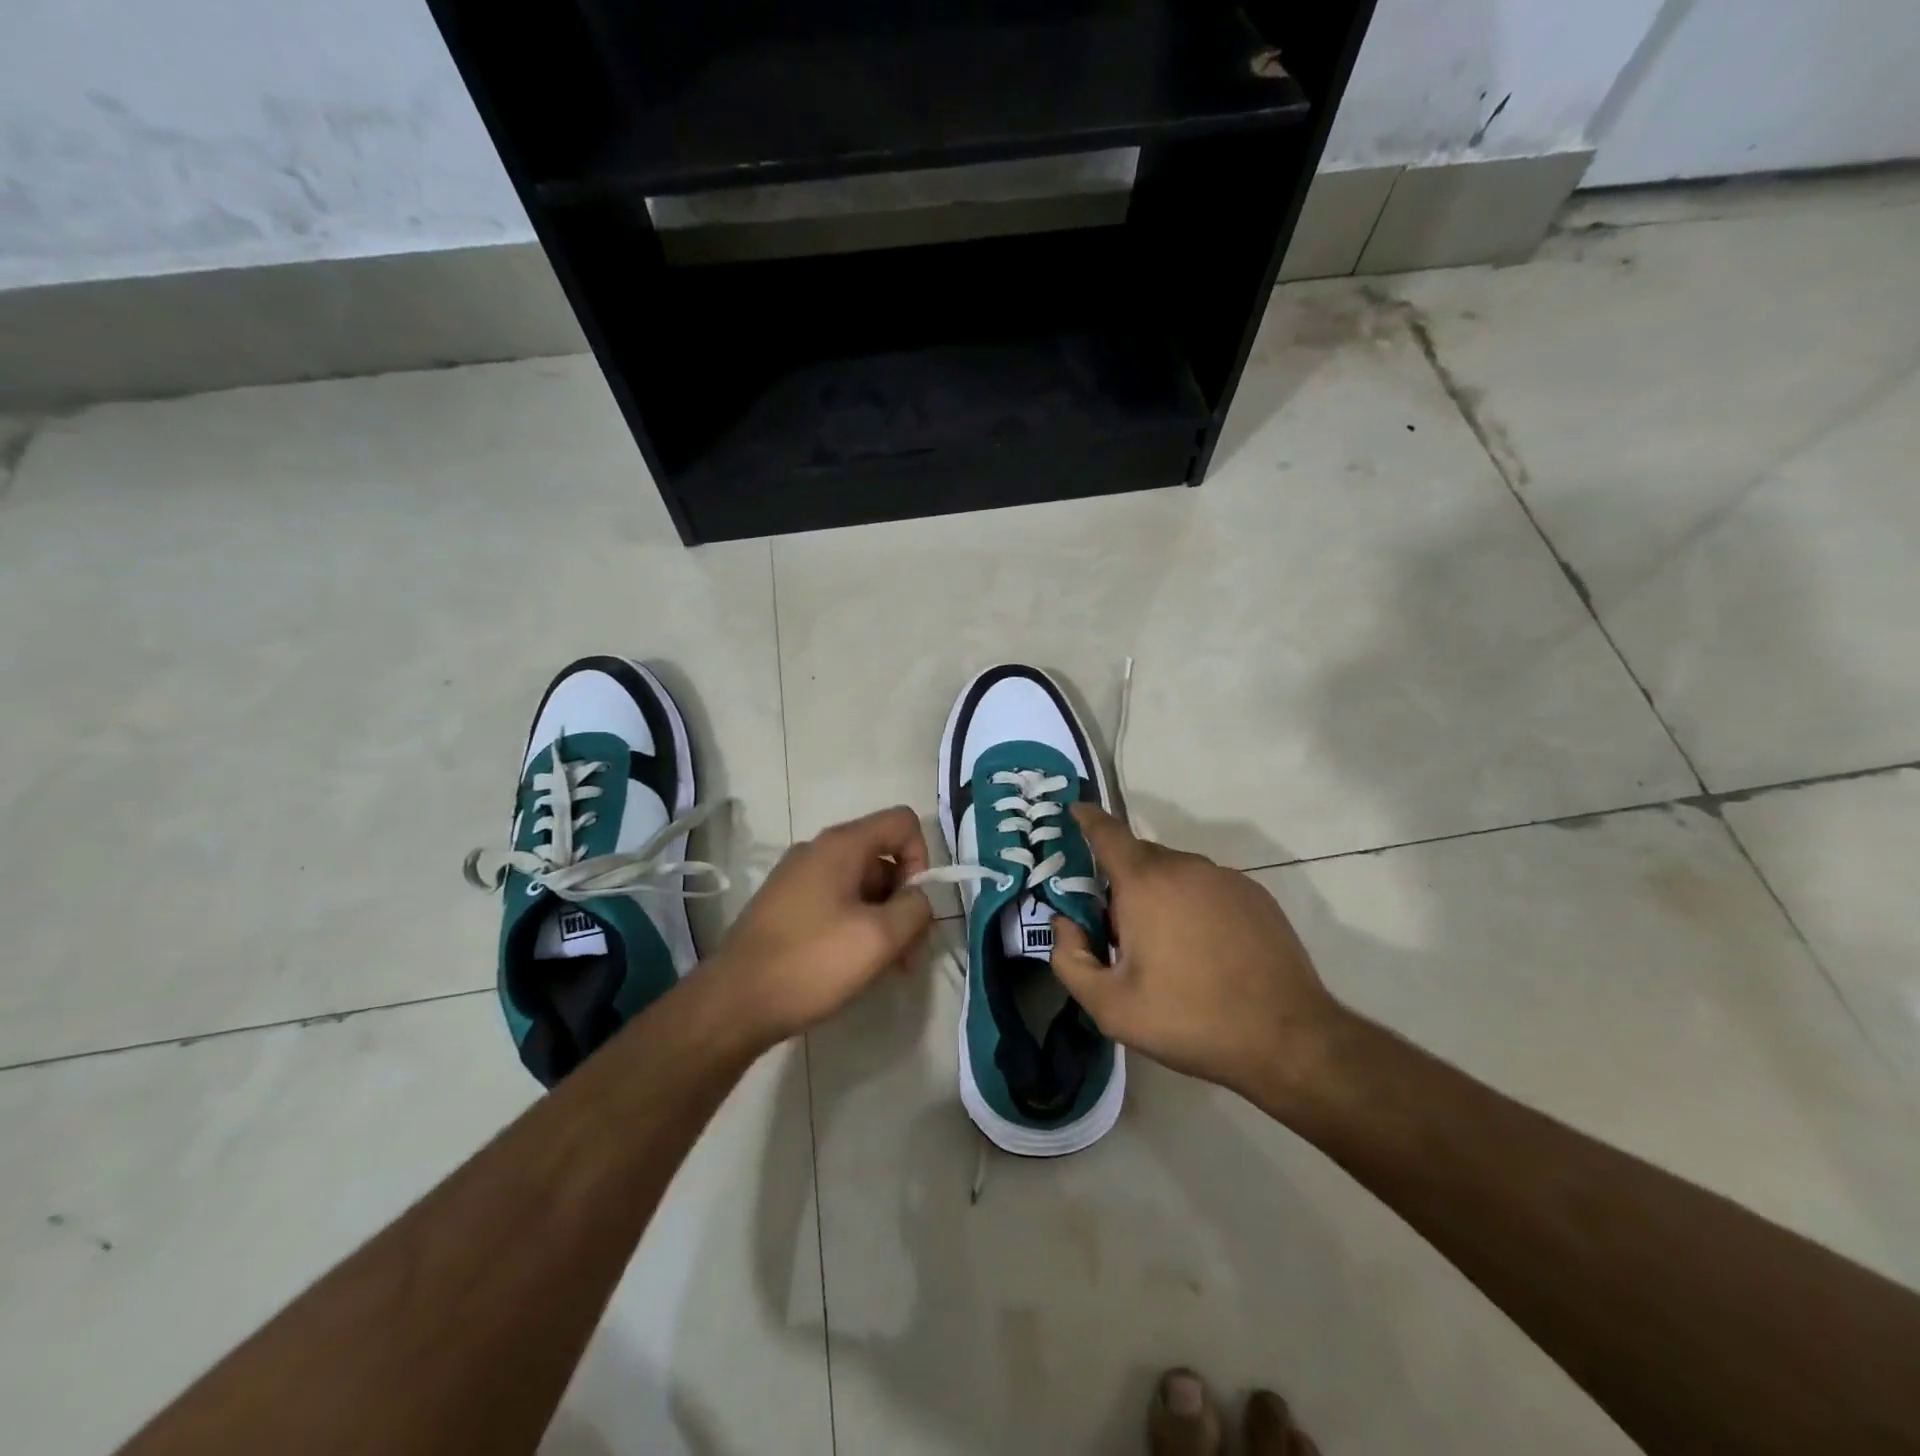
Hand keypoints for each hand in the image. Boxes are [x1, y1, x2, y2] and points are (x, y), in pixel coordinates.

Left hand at [703, 805, 933, 1048]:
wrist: (733, 1003)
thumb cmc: (811, 962)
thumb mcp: (879, 938)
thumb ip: (915, 909)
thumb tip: (918, 898)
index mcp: (841, 845)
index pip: (903, 822)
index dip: (922, 859)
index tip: (915, 907)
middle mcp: (818, 851)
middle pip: (883, 858)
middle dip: (904, 901)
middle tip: (908, 954)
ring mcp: (798, 878)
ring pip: (862, 886)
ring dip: (883, 921)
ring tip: (884, 969)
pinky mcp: (786, 906)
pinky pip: (836, 903)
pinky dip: (856, 927)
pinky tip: (853, 967)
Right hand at [1049, 804, 1344, 1102]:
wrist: (1288, 1040)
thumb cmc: (1189, 1019)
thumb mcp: (1110, 1006)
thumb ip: (1070, 960)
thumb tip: (1065, 923)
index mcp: (1145, 882)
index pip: (1106, 832)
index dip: (1086, 819)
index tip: (1073, 813)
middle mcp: (1186, 866)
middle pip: (1139, 858)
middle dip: (1120, 883)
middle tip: (1118, 933)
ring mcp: (1226, 878)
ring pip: (1175, 873)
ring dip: (1158, 896)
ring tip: (1165, 950)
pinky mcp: (1256, 896)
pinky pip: (1207, 887)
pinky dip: (1193, 905)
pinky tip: (1204, 951)